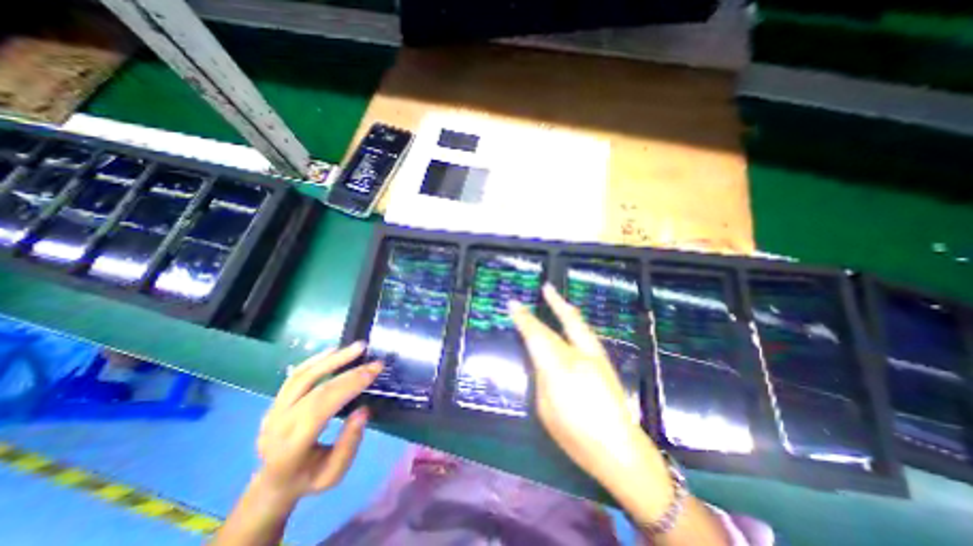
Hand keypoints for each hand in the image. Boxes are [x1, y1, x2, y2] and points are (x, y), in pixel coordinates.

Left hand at [253, 344, 378, 504]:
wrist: (273, 483)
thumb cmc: (308, 479)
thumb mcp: (333, 475)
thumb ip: (348, 445)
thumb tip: (363, 410)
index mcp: (289, 449)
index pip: (320, 408)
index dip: (349, 385)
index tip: (375, 371)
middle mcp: (277, 425)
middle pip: (314, 389)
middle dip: (348, 371)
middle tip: (373, 361)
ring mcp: (273, 410)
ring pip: (301, 376)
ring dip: (332, 358)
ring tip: (357, 347)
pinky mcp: (276, 401)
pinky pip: (295, 375)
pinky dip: (316, 359)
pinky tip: (334, 350)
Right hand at [510, 287, 678, 517]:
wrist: (621, 451)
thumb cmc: (576, 436)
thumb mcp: (546, 409)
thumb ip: (542, 377)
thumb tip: (540, 357)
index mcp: (560, 369)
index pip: (537, 336)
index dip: (524, 319)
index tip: (514, 304)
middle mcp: (580, 356)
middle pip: (561, 323)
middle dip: (550, 303)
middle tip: (543, 287)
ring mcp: (596, 356)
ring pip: (577, 323)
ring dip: (565, 307)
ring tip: (554, 295)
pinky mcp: (604, 361)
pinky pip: (585, 332)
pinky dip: (575, 320)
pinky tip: (570, 318)